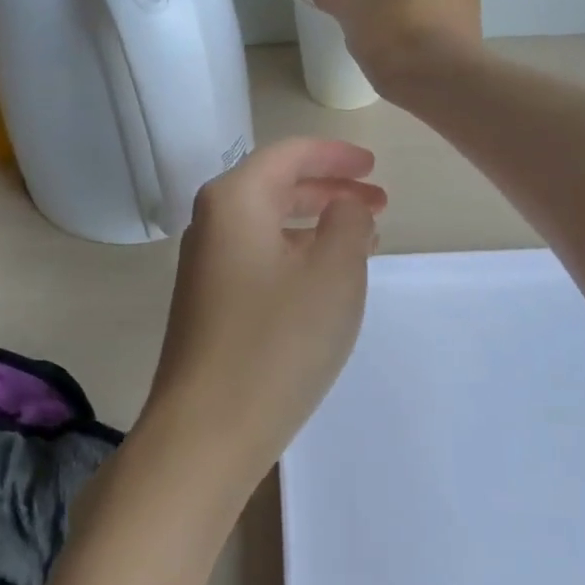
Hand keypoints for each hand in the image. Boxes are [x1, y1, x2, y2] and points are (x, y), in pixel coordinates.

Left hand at [139, 139, 385, 495]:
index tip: (375, 166)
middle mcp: (212, 222)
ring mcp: (205, 265)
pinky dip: (297, 253)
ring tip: (363, 239)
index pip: (289, 154)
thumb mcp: (333, 271)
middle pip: (277, 185)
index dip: (336, 154)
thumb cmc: (277, 340)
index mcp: (235, 199)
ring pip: (269, 224)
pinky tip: (323, 278)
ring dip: (316, 223)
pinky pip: (260, 256)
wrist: (206, 430)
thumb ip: (348, 221)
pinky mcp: (208, 302)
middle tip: (379, 203)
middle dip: (330, 188)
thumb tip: (344, 206)